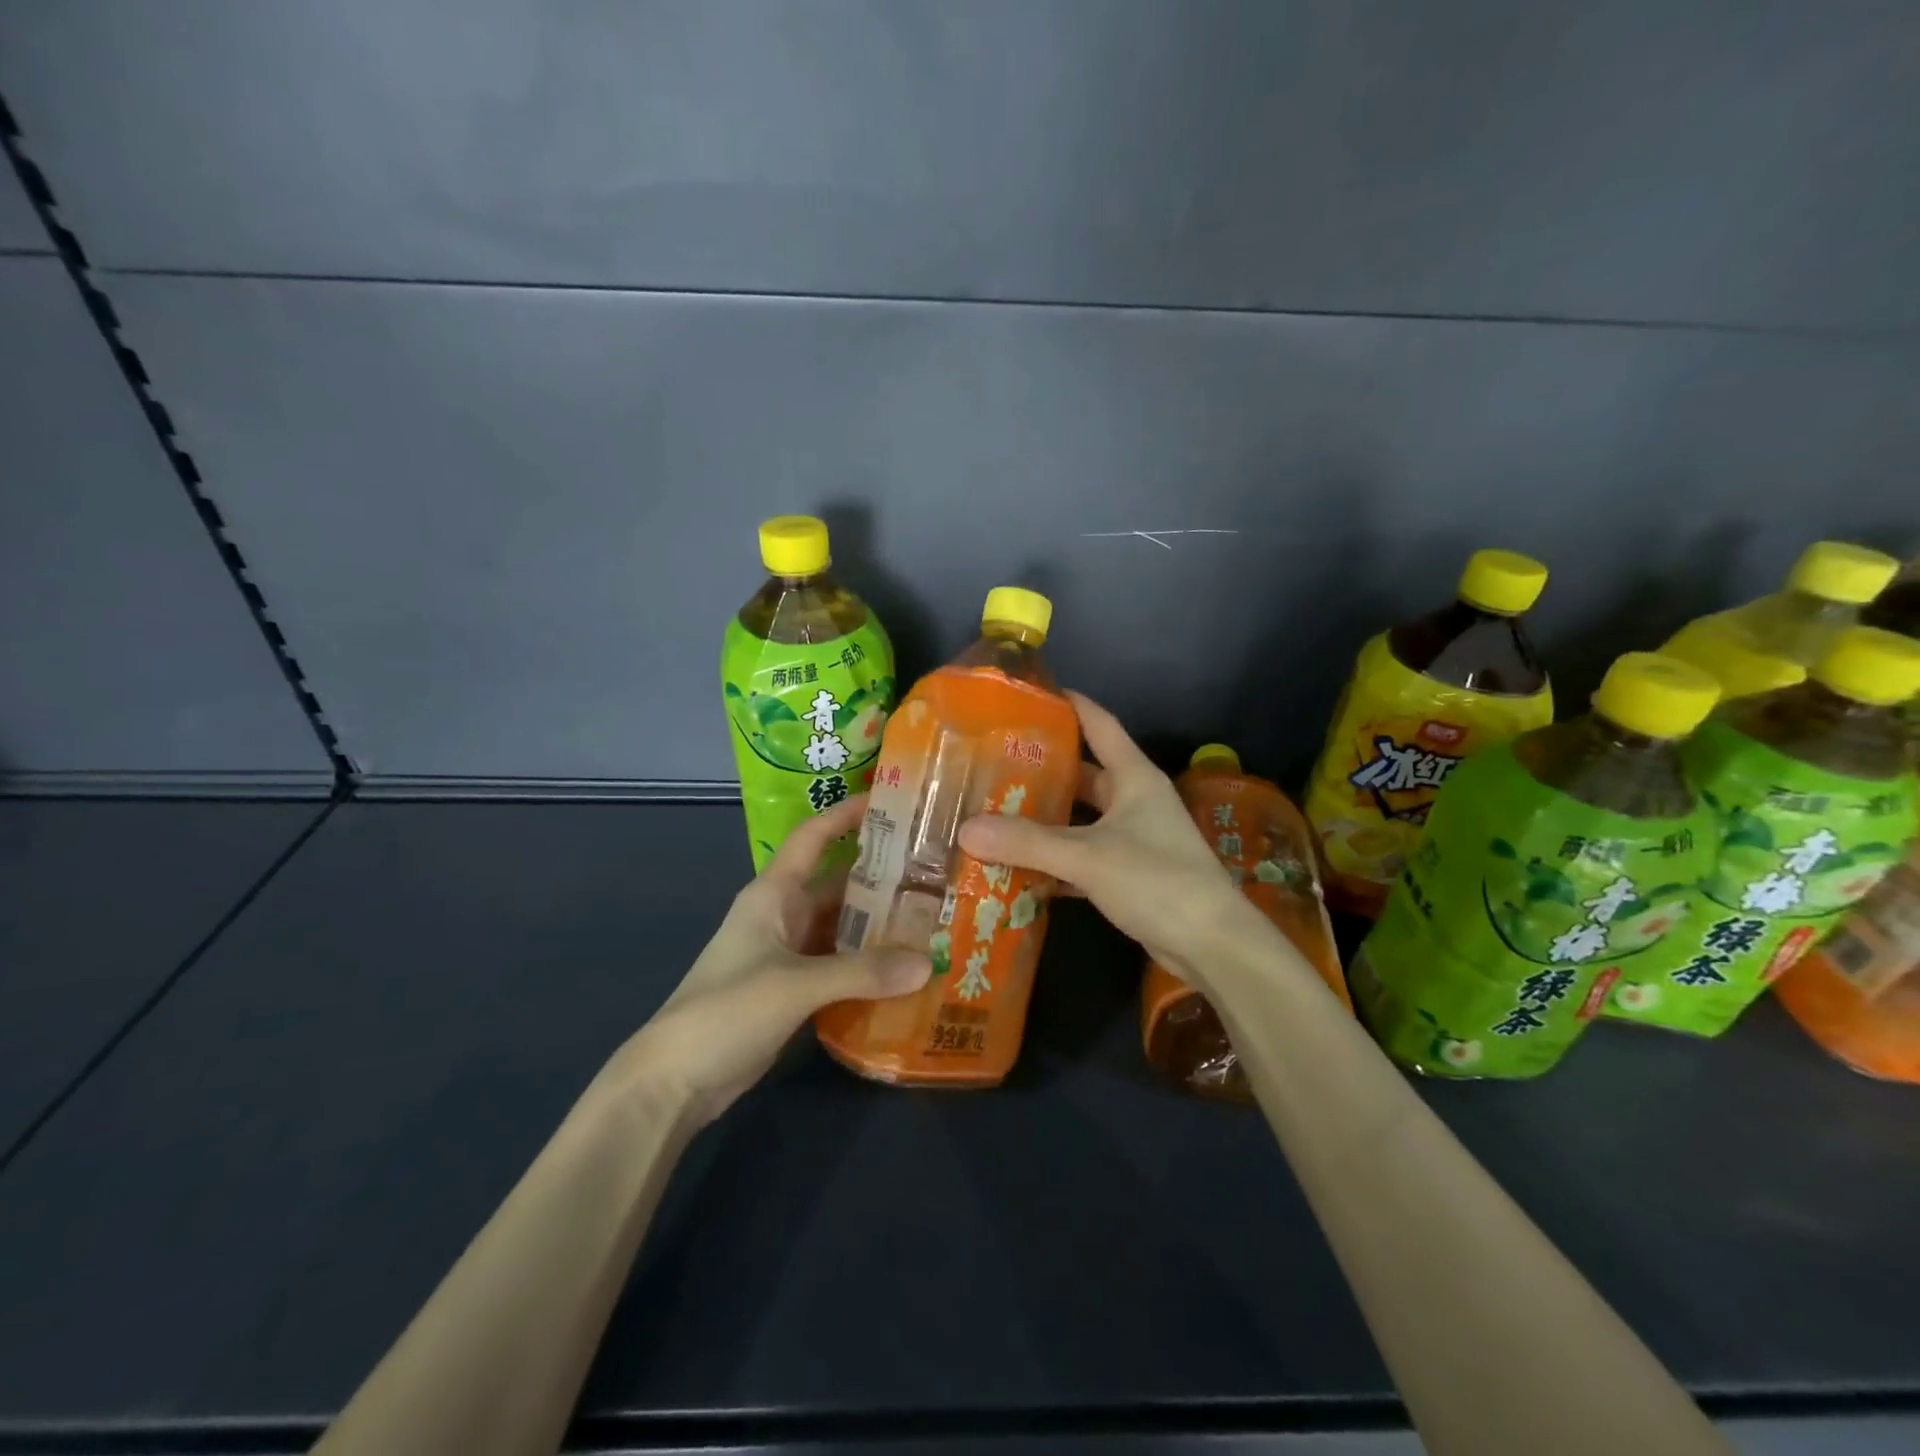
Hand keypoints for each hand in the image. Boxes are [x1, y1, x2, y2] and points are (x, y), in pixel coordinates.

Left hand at [605, 795, 930, 1127]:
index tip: (892, 800)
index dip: (846, 814)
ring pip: (843, 928)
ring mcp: (789, 955)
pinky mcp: (794, 991)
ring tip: (934, 921)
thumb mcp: (796, 985)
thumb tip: (928, 962)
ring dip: (881, 927)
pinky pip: (841, 966)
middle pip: (839, 885)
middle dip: (883, 878)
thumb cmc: (727, 1011)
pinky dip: (870, 966)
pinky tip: (907, 971)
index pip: (814, 837)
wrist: (674, 1081)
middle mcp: (784, 915)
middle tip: (937, 874)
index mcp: (775, 894)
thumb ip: (862, 972)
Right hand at [956, 691, 1270, 989]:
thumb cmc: (1157, 880)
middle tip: (994, 764)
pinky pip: (1083, 855)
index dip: (1069, 705)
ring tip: (996, 811)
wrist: (1211, 944)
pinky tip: (1018, 864)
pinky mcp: (1128, 873)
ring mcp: (1133, 837)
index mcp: (1133, 777)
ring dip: (1045, 818)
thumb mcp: (1087, 856)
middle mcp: (1134, 800)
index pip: (1099, 723)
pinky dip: (1055, 859)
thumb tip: (966, 830)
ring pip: (1080, 817)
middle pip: (1083, 773)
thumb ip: (1027, 843)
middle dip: (1043, 769)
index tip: (1031, 694)